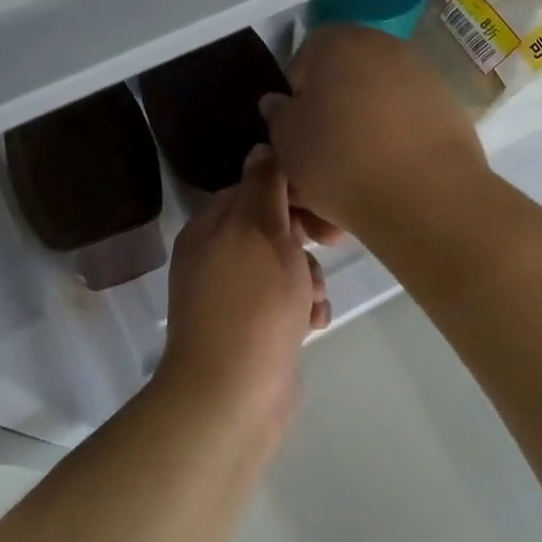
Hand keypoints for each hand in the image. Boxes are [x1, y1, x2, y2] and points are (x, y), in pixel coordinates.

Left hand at [158, 145, 329, 427]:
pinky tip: (313, 324)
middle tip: (332, 246)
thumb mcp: (262, 229)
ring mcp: (231, 297)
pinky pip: (284, 304)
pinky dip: (302, 309)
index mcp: (210, 228)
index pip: (255, 188)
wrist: (232, 396)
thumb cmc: (253, 302)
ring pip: (284, 267)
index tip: (326, 205)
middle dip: (305, 240)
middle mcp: (215, 257)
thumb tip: (263, 146)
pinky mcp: (250, 331)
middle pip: (272, 228)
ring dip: (308, 277)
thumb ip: (264, 184)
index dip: (293, 192)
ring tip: (313, 299)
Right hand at [259, 25, 489, 238]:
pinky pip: (408, 124)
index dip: (295, 96)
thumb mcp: (286, 140)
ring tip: (353, 179)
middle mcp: (384, 46)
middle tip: (321, 158)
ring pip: (377, 105)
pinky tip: (387, 180)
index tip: (294, 133)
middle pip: (345, 80)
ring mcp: (423, 75)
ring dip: (363, 133)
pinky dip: (395, 145)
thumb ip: (278, 115)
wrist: (424, 194)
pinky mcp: (450, 108)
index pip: (304, 59)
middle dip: (331, 115)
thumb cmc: (338, 158)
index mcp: (338, 42)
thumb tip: (280, 103)